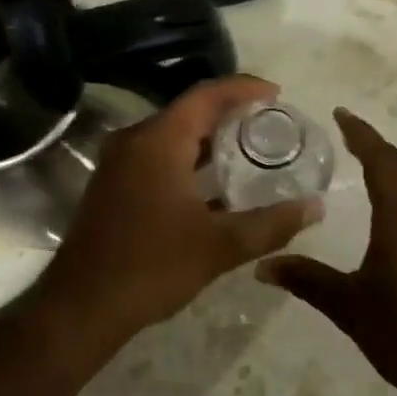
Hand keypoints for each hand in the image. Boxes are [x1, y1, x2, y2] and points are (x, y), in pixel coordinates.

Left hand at [38, 76, 322, 349]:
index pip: (206, 95)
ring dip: (208, 137)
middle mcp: (135, 139)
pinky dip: (188, 157)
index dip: (243, 88)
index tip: (277, 94)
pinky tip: (213, 183)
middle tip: (269, 122)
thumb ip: (271, 224)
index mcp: (159, 140)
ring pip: (172, 134)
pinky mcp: (113, 183)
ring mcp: (119, 161)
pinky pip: (157, 154)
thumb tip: (315, 207)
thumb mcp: (220, 246)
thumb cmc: (152, 266)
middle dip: (229, 112)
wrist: (81, 306)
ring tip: (248, 148)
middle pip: (189, 110)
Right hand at [257, 108, 396, 395]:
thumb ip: (306, 280)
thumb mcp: (348, 306)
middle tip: (350, 135)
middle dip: (377, 146)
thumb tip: (261, 266)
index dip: (361, 134)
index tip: (341, 113)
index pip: (381, 161)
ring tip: (368, 165)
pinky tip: (392, 214)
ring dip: (395, 168)